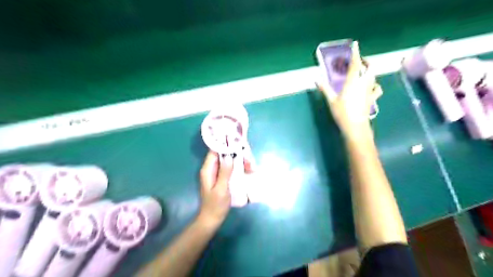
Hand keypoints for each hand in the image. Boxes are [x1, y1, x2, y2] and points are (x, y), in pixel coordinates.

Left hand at [198, 151, 253, 228]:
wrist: (212, 219)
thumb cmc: (215, 205)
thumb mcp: (221, 189)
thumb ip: (225, 172)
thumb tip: (229, 156)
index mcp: (208, 169)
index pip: (214, 151)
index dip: (225, 145)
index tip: (237, 142)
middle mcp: (211, 169)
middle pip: (223, 155)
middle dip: (235, 154)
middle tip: (247, 158)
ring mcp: (217, 173)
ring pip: (228, 161)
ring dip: (238, 161)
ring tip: (250, 165)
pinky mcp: (222, 178)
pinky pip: (230, 168)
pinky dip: (238, 167)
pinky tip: (247, 170)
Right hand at [318, 42, 381, 140]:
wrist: (356, 126)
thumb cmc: (342, 113)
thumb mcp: (331, 101)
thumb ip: (325, 88)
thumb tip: (316, 79)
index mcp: (352, 82)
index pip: (355, 64)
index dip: (356, 53)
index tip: (356, 44)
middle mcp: (363, 84)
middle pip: (369, 68)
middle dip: (366, 61)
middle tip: (359, 61)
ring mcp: (369, 91)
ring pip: (374, 76)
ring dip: (370, 71)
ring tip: (364, 72)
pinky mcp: (372, 99)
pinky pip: (377, 89)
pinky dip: (375, 85)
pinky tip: (371, 87)